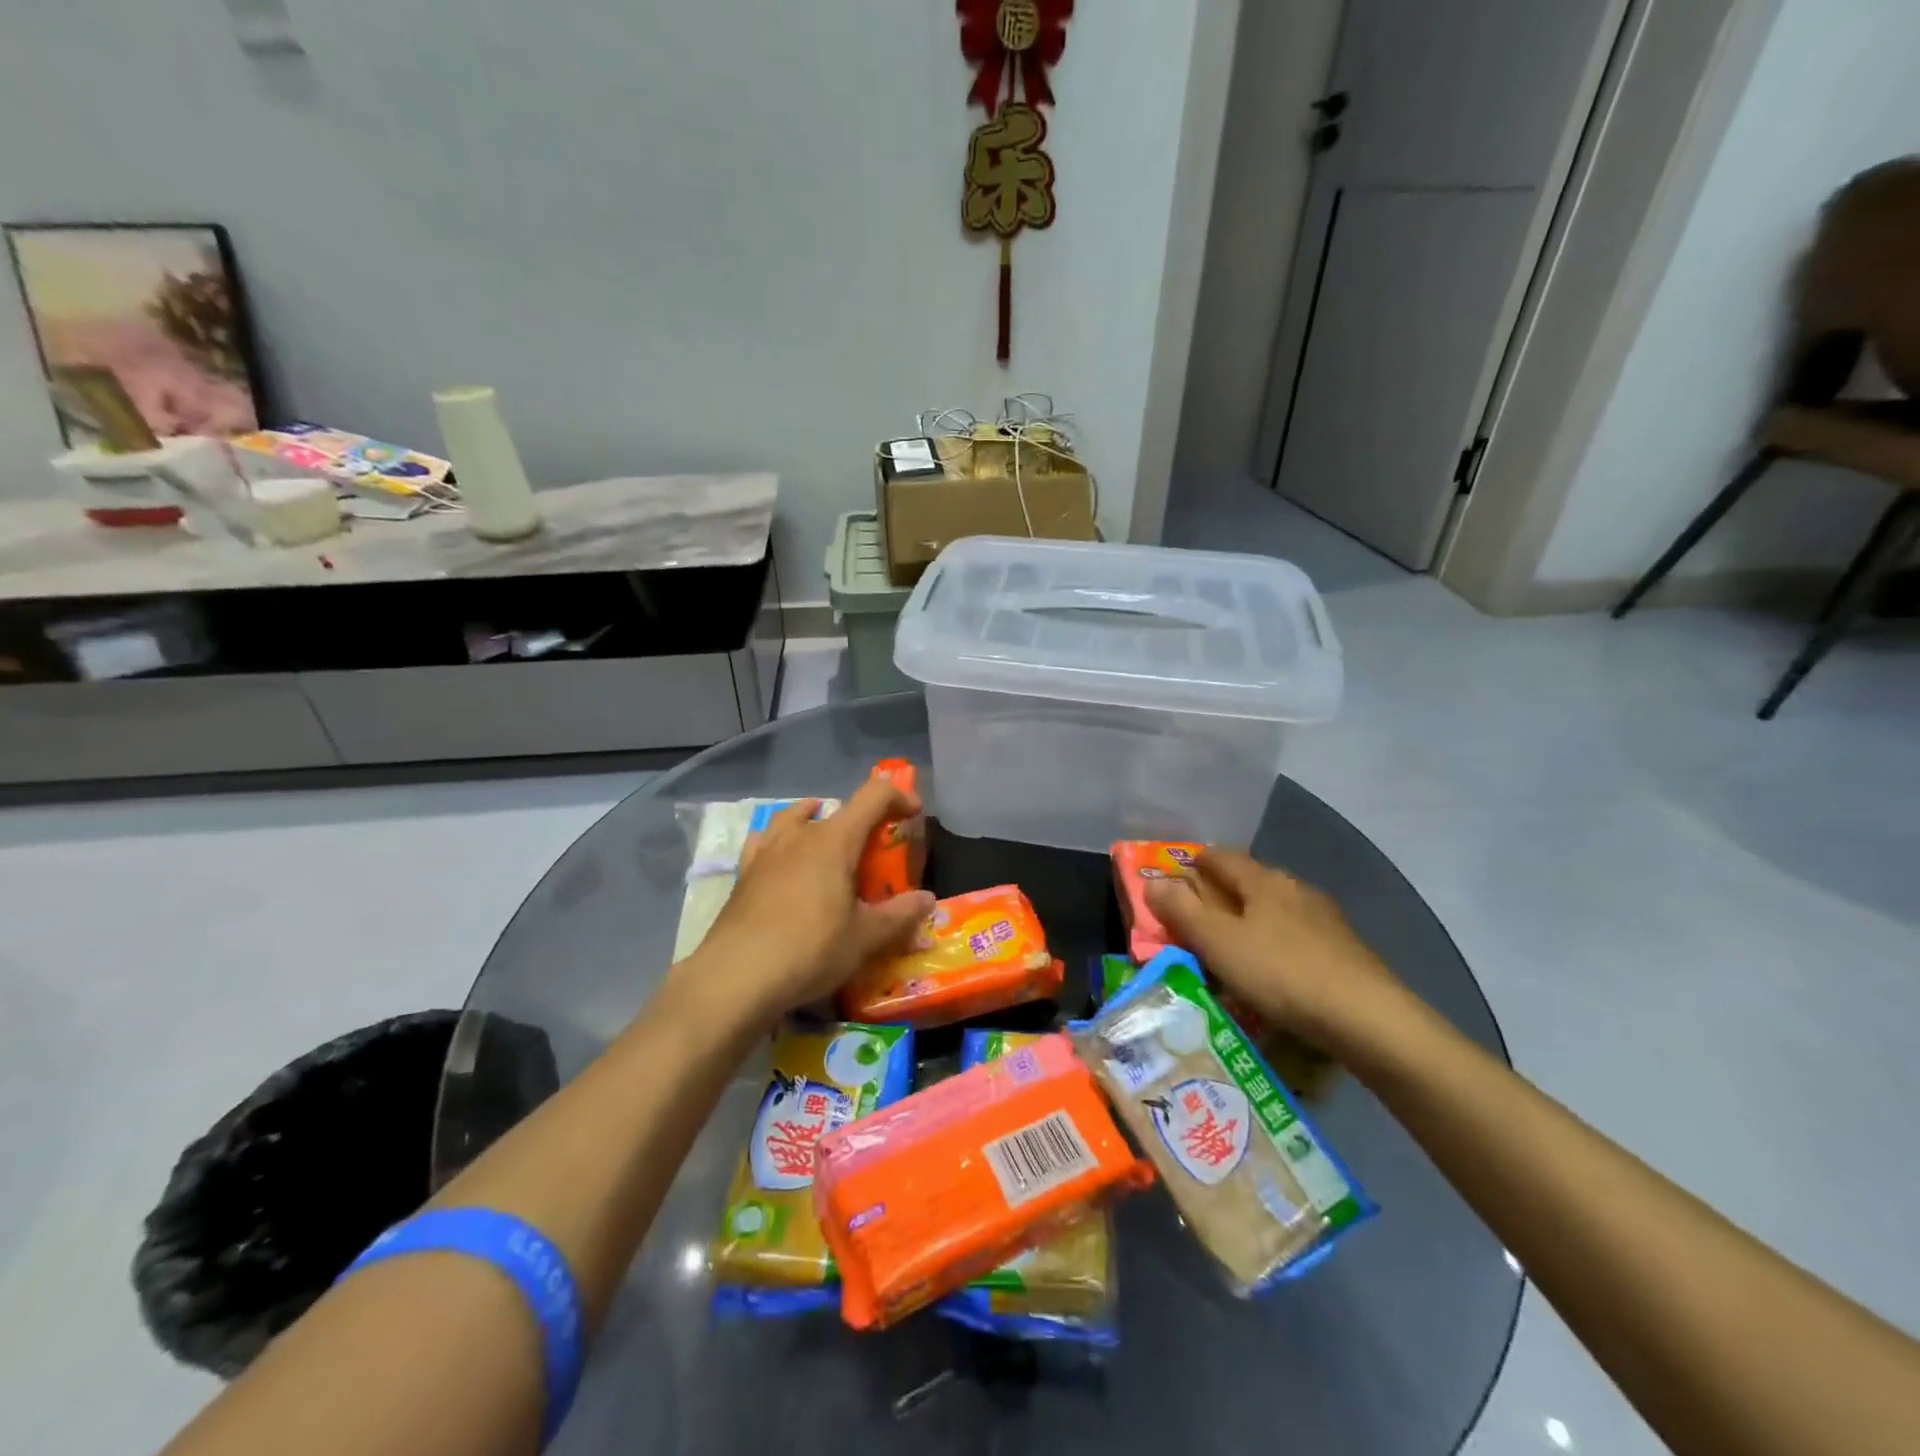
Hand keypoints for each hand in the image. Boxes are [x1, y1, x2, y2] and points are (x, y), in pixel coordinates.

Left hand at [677, 778, 934, 1024]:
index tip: (913, 814)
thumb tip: (928, 898)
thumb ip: (900, 915)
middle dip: (862, 820)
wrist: (736, 977)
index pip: (873, 796)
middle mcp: (800, 835)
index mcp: (835, 840)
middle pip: (836, 809)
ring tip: (825, 833)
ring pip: (794, 817)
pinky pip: (765, 841)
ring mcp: (767, 851)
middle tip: (874, 848)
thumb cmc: (810, 950)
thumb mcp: (865, 938)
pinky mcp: (744, 874)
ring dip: (816, 819)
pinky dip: (780, 840)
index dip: (898, 797)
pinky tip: (781, 856)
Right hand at [1142, 850, 1399, 1039]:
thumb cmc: (1280, 972)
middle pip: (1248, 881)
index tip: (1174, 876)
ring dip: (1248, 921)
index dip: (1194, 862)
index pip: (1221, 856)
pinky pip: (1294, 936)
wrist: (1367, 1019)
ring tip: (1229, 948)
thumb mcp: (1218, 943)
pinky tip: (1270, 971)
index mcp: (1263, 879)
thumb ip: (1182, 911)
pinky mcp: (1343, 950)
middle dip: (1219, 894)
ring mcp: (1324, 918)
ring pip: (1272, 909)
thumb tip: (1153, 882)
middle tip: (1194, 917)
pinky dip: (1272, 944)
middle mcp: (1294, 888)